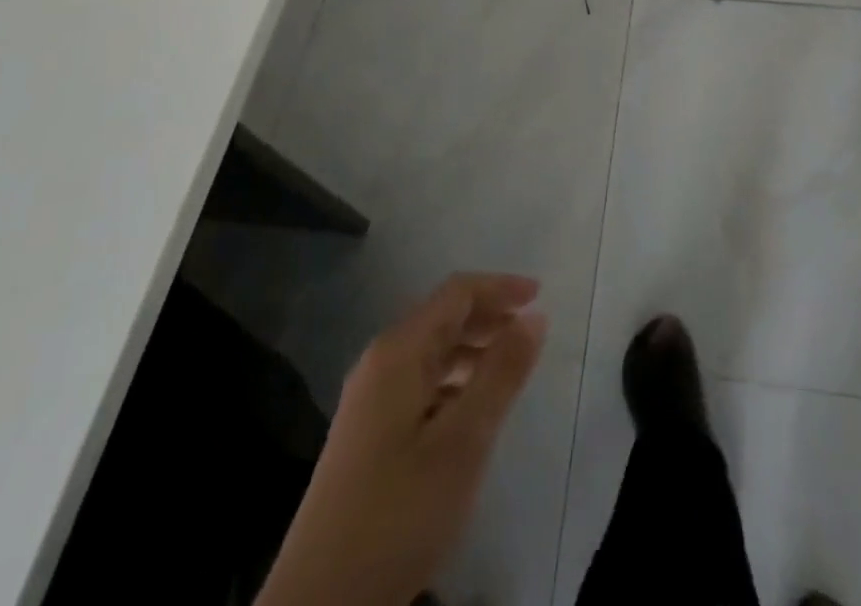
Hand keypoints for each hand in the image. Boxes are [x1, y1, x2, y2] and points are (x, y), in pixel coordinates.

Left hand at [257, 274, 547, 605]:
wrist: (320, 604)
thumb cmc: (398, 511)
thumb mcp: (463, 441)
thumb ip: (501, 373)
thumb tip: (534, 316)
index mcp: (398, 351)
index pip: (456, 293)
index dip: (500, 287)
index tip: (541, 295)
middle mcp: (380, 363)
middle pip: (442, 317)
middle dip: (488, 315)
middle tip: (531, 331)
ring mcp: (370, 400)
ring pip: (431, 352)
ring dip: (473, 349)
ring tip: (511, 367)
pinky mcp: (368, 434)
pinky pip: (420, 382)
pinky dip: (455, 380)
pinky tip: (474, 409)